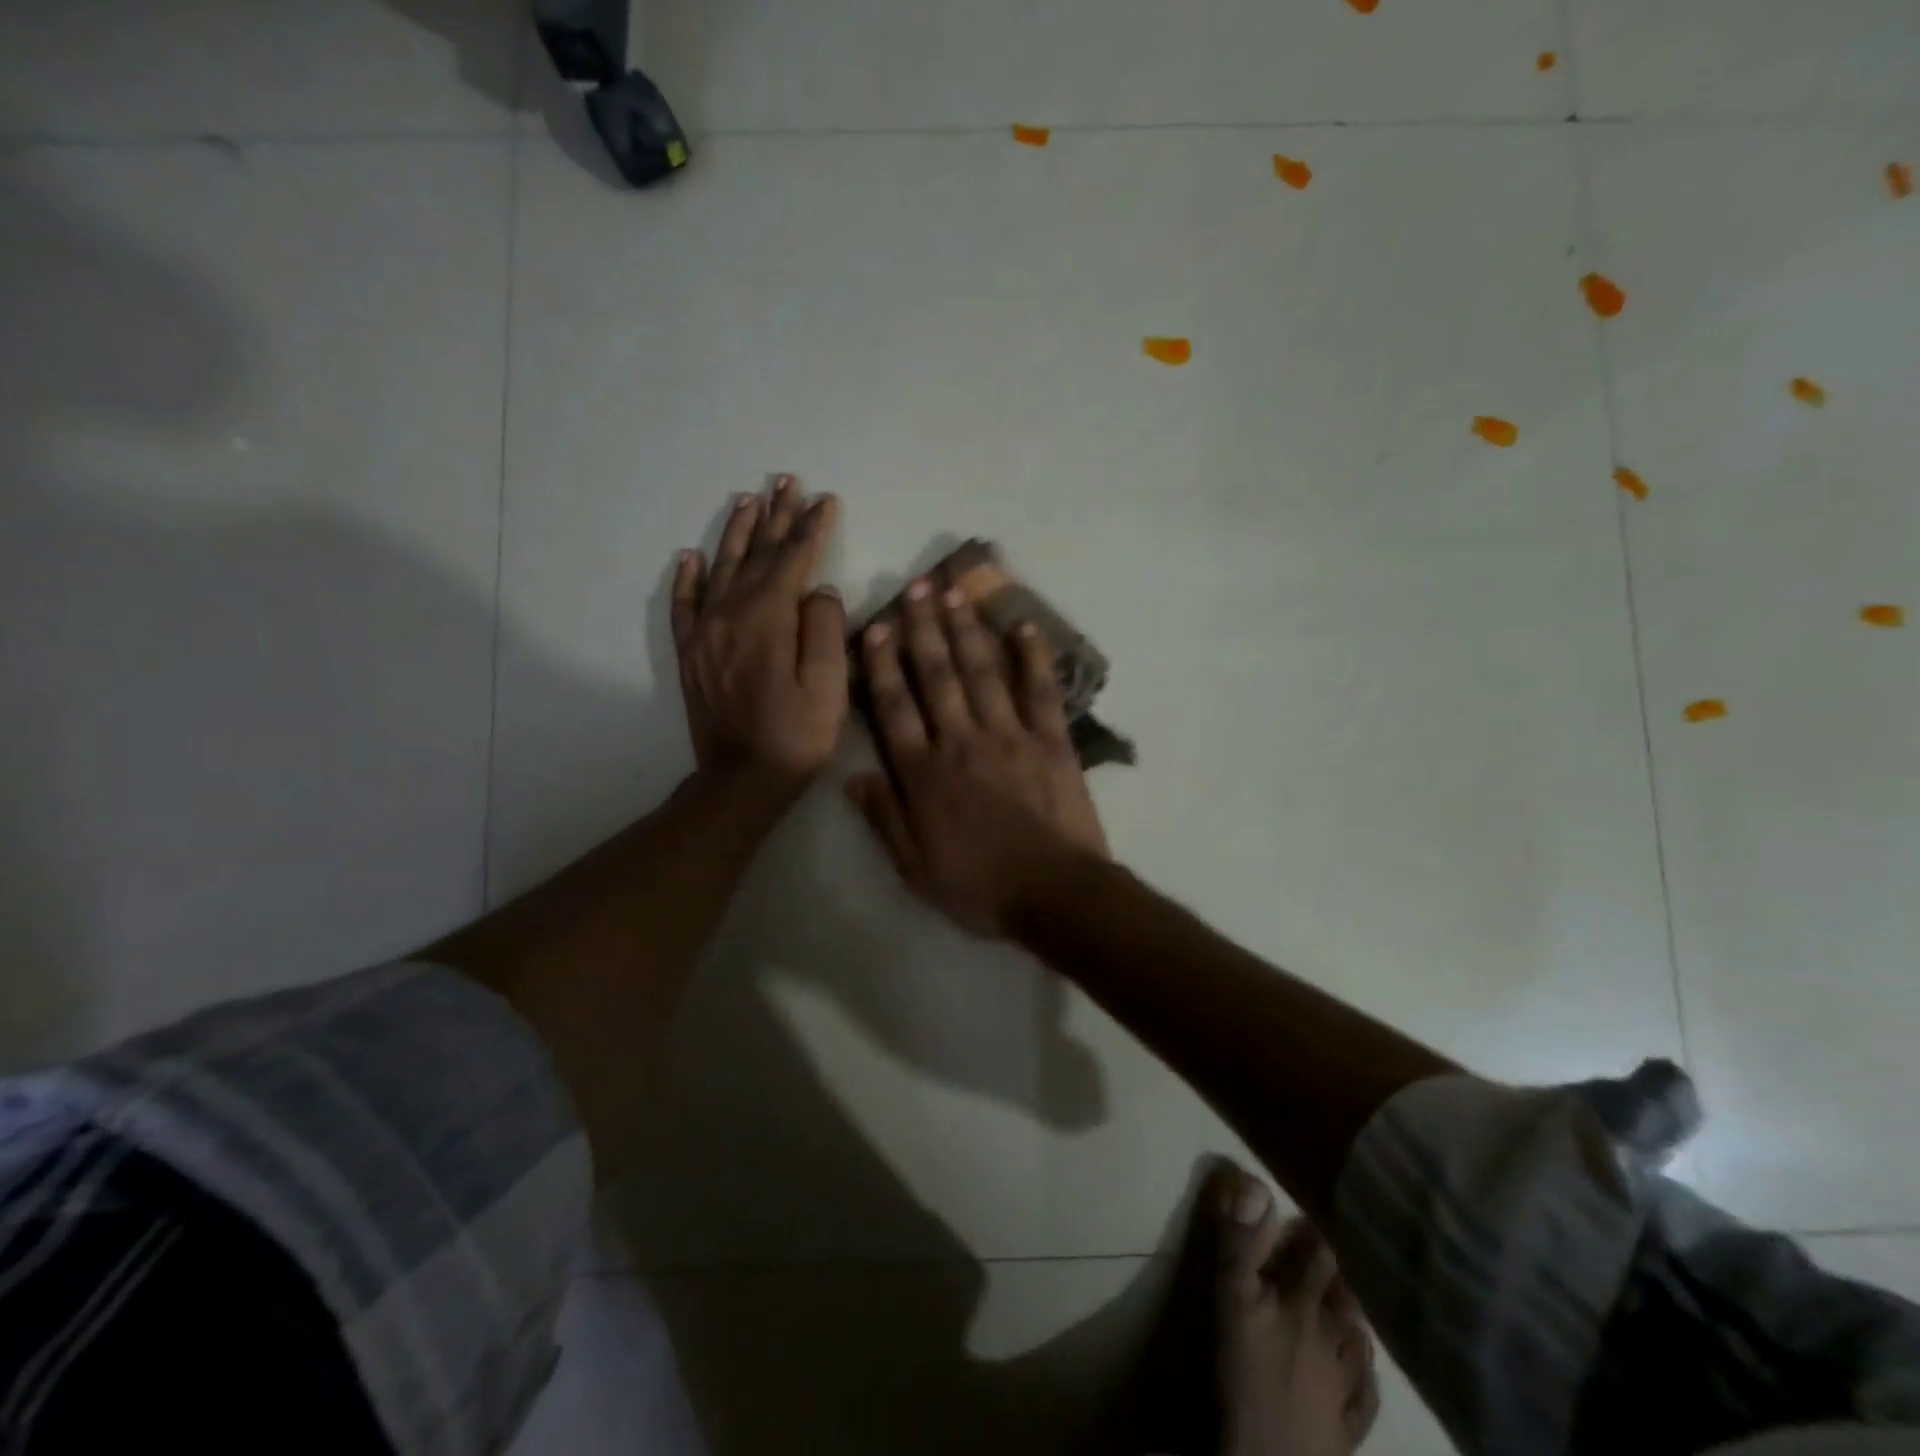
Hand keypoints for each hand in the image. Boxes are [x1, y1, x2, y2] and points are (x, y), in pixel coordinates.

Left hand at [672, 476, 846, 785]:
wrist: (742, 780)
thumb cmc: (796, 736)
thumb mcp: (828, 687)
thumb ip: (826, 630)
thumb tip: (820, 591)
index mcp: (769, 618)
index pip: (793, 559)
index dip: (811, 527)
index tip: (825, 500)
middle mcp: (731, 613)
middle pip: (757, 554)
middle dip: (776, 516)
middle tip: (787, 482)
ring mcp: (706, 632)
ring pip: (721, 568)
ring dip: (738, 533)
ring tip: (749, 500)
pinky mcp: (691, 653)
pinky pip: (685, 603)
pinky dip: (688, 576)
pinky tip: (691, 555)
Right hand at [847, 578, 1107, 936]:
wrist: (1054, 894)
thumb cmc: (980, 886)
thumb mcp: (916, 868)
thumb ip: (884, 819)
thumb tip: (852, 777)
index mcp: (925, 773)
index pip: (895, 707)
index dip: (883, 664)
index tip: (876, 626)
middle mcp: (962, 742)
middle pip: (937, 676)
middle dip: (923, 629)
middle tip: (916, 586)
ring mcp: (1010, 736)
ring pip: (982, 672)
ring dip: (967, 629)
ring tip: (955, 592)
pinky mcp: (1051, 741)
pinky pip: (1041, 691)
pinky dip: (1034, 657)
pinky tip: (1025, 626)